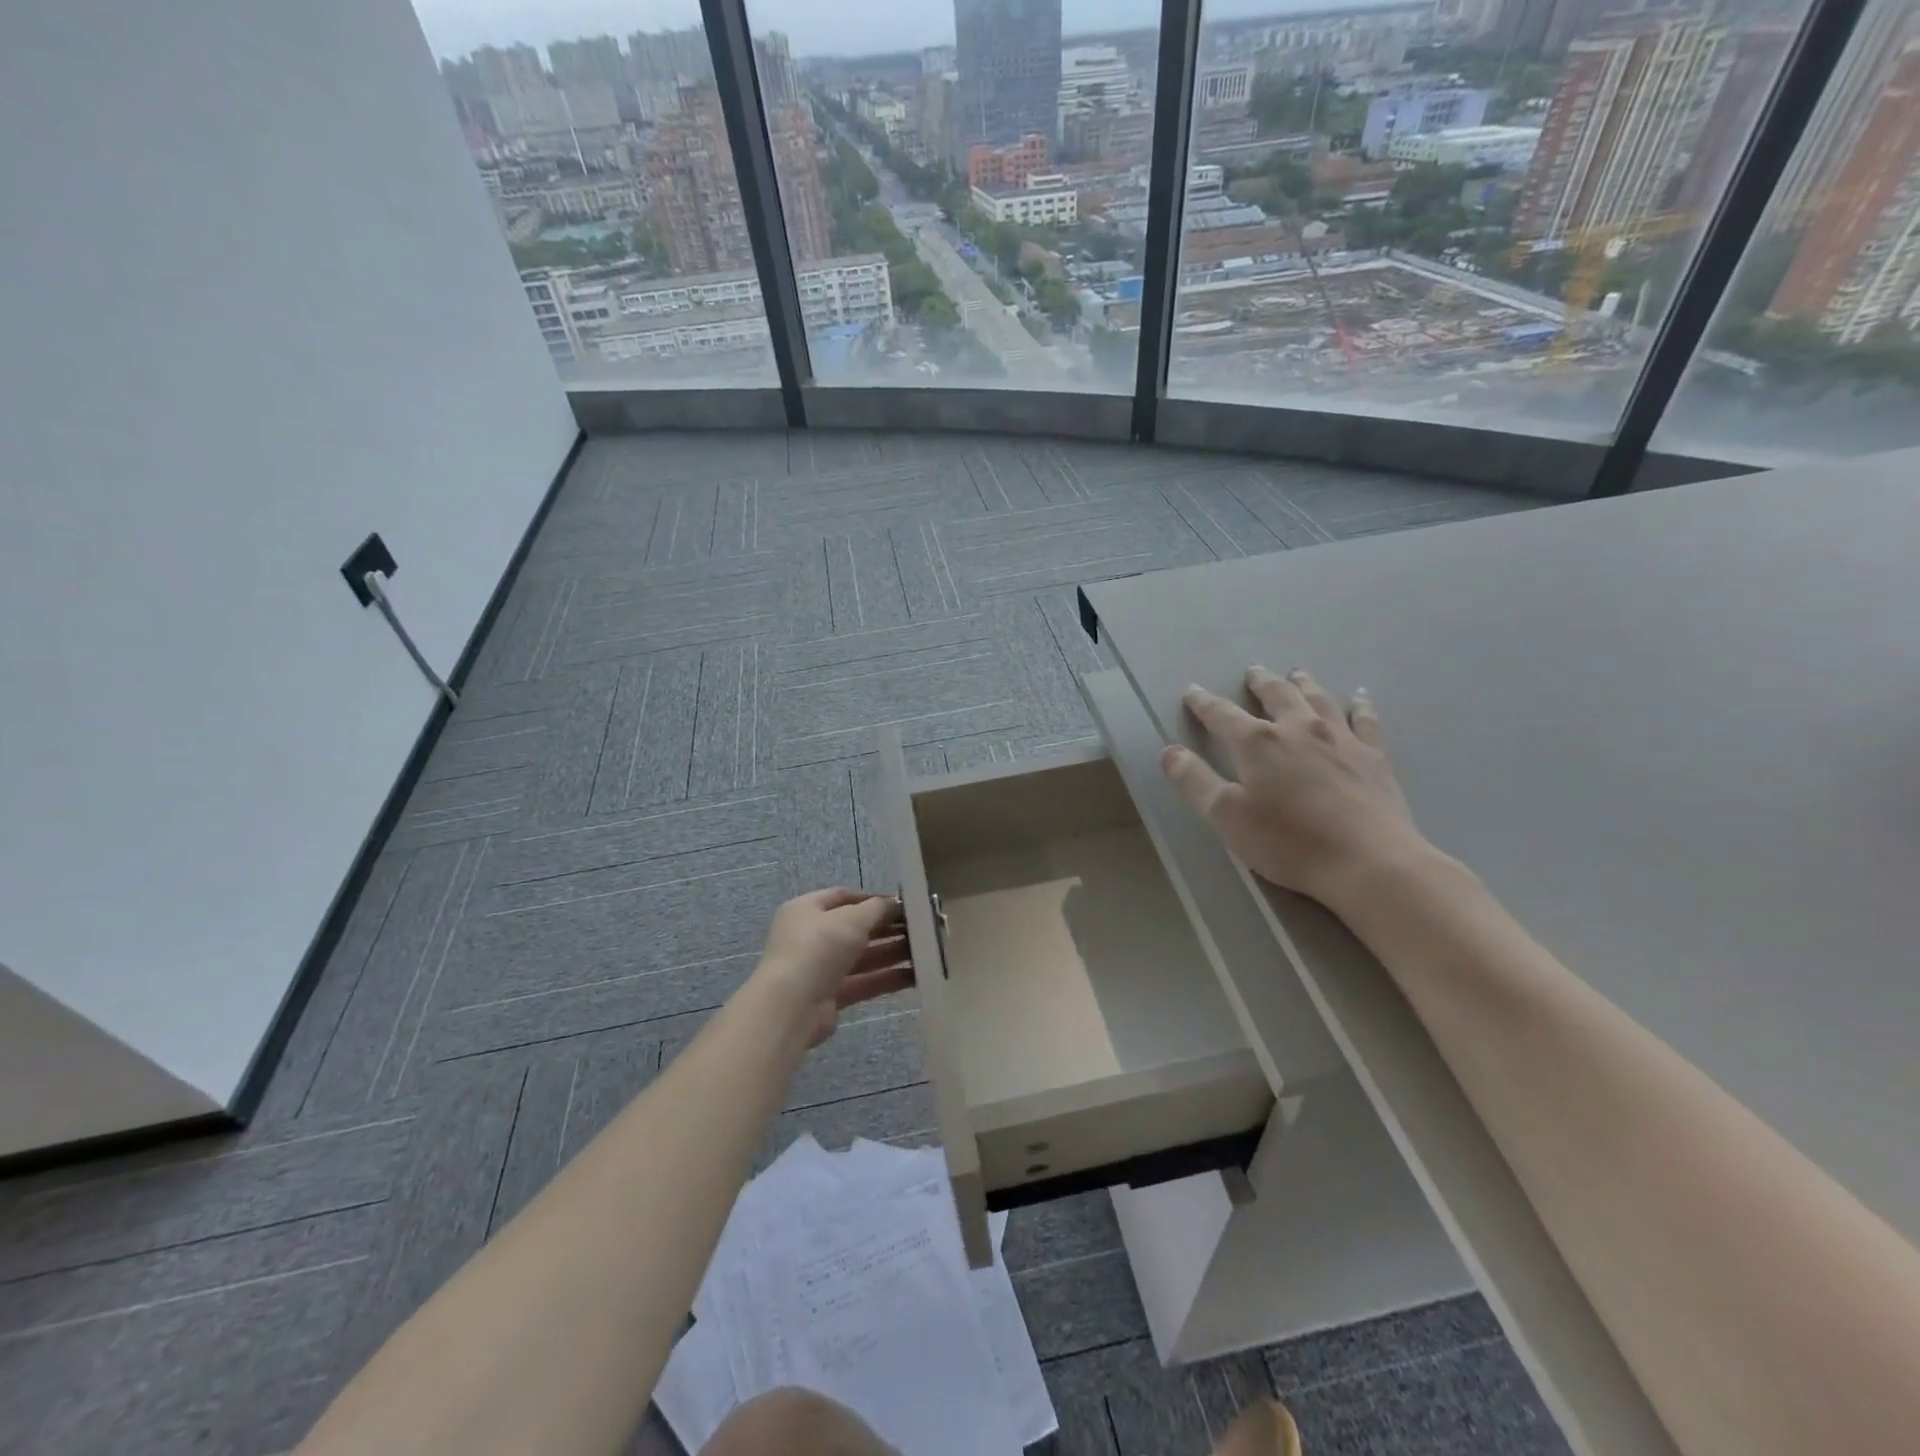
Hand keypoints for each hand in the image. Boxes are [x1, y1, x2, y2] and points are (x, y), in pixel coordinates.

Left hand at [754, 889, 912, 1048]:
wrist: (791, 1006)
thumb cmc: (819, 948)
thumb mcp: (851, 919)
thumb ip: (877, 909)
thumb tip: (894, 904)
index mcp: (806, 910)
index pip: (843, 897)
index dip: (872, 899)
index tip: (902, 905)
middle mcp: (810, 937)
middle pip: (854, 928)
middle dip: (886, 928)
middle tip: (919, 928)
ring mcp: (819, 968)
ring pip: (861, 957)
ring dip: (891, 953)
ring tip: (925, 951)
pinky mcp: (829, 997)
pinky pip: (862, 982)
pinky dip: (886, 979)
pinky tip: (916, 976)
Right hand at [1161, 667, 1429, 910]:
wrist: (1369, 862)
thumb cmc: (1288, 842)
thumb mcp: (1226, 817)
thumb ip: (1195, 781)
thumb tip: (1169, 752)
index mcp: (1257, 743)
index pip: (1222, 714)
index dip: (1204, 703)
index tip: (1192, 692)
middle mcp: (1298, 728)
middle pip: (1276, 695)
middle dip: (1260, 683)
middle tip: (1253, 672)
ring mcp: (1340, 738)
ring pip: (1319, 699)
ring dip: (1304, 684)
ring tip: (1296, 674)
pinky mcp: (1373, 756)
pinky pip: (1365, 720)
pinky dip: (1359, 705)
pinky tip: (1358, 698)